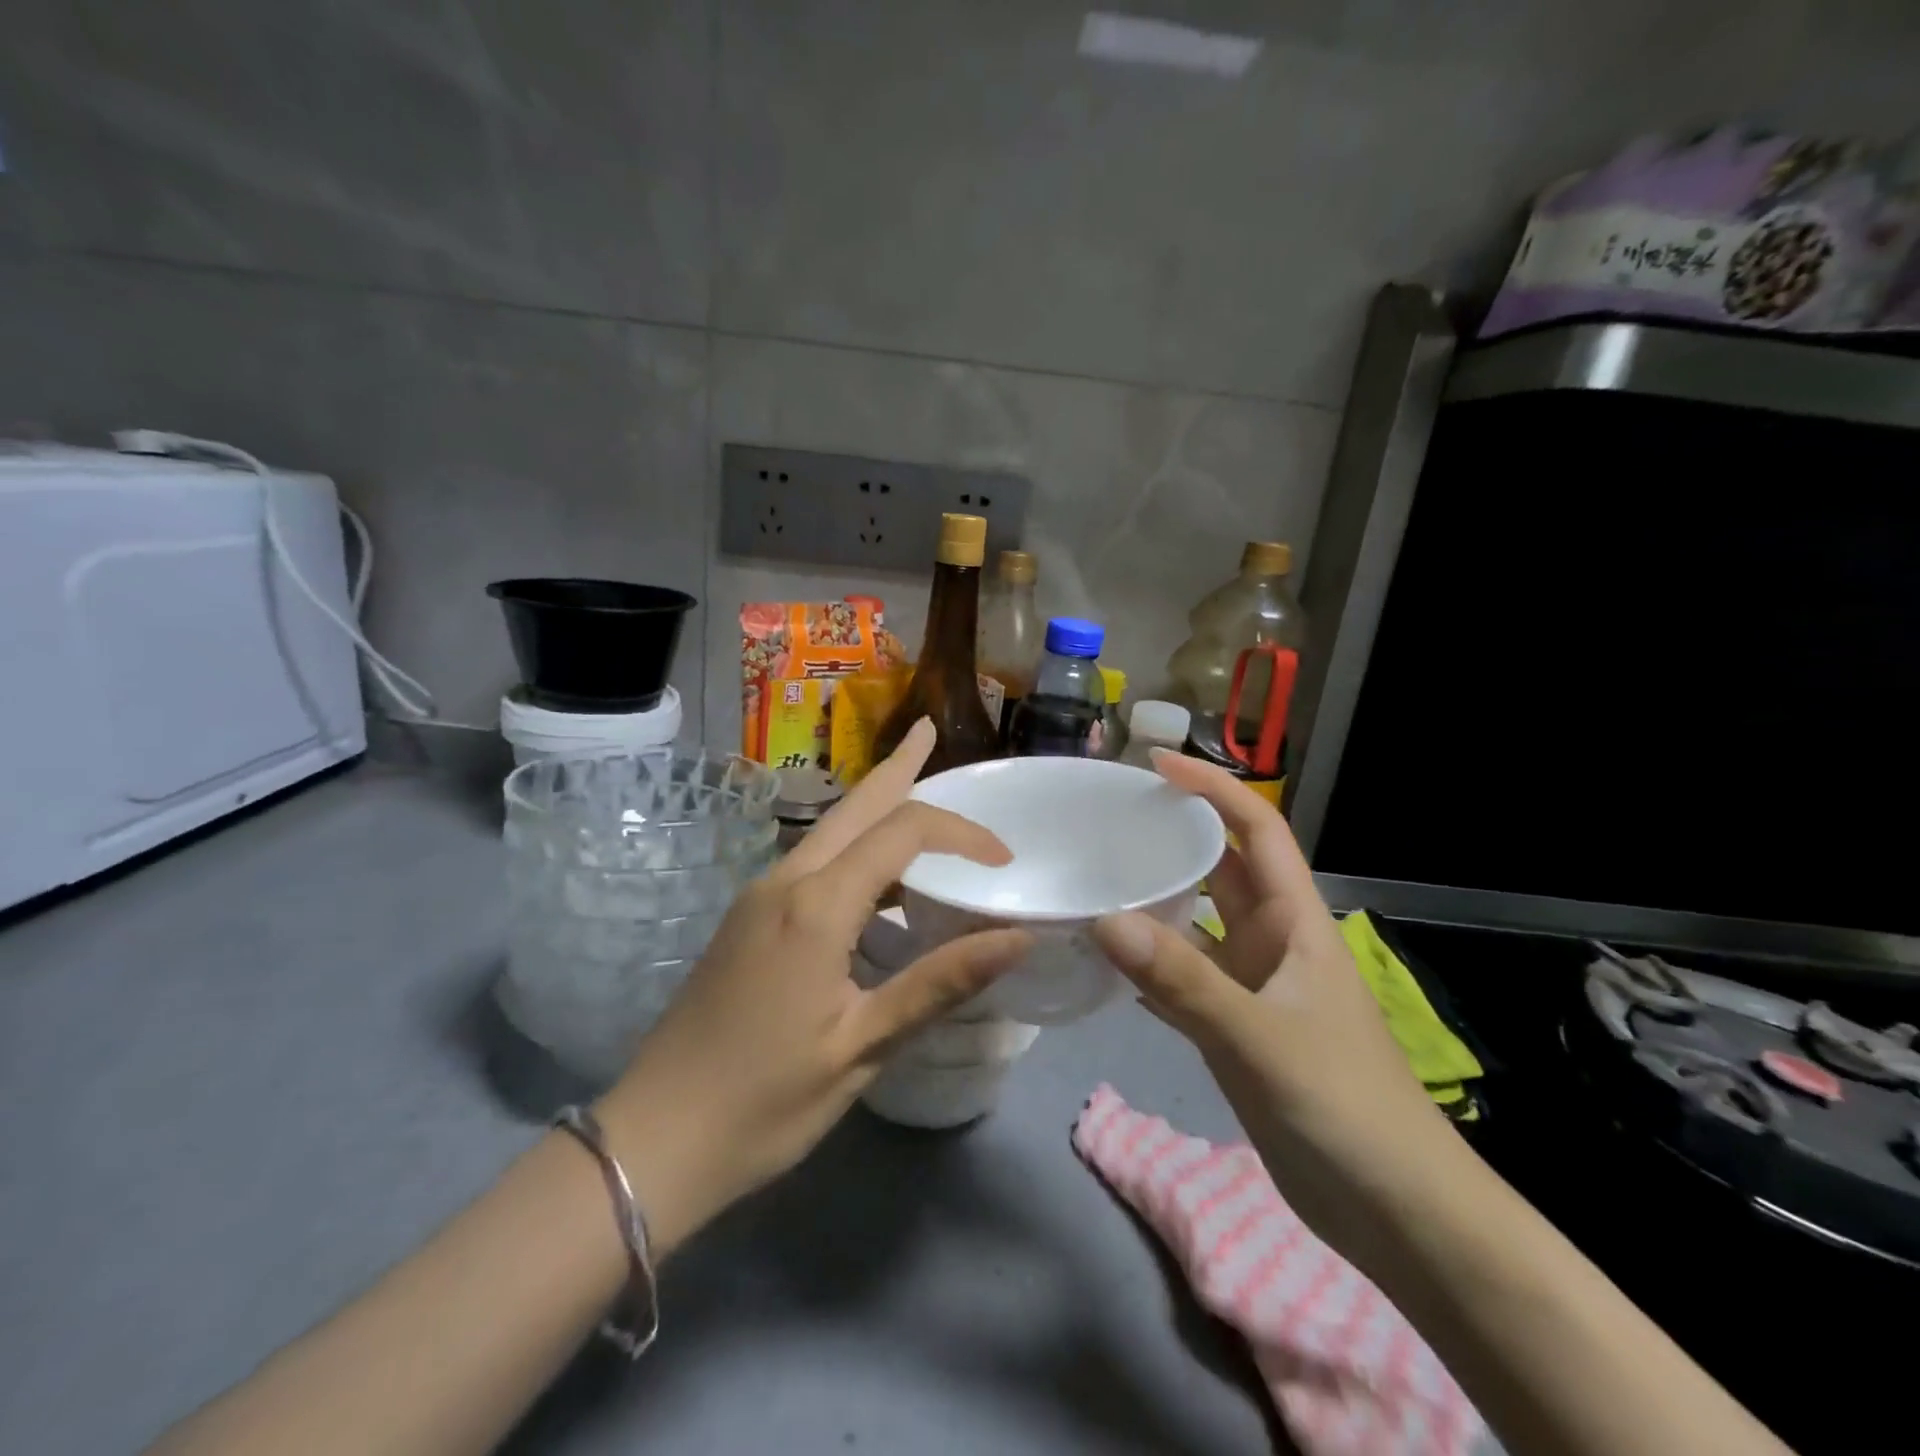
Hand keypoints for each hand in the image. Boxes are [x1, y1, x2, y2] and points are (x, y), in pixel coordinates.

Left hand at [596, 721, 1030, 1252]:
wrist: (653, 1140)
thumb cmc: (765, 1100)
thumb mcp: (863, 1046)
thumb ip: (940, 983)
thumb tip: (1018, 939)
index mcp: (816, 905)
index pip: (902, 832)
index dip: (960, 833)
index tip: (1003, 860)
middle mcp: (785, 881)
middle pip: (854, 806)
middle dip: (897, 767)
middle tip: (928, 731)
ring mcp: (759, 897)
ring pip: (829, 831)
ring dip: (875, 806)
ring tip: (915, 788)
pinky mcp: (748, 919)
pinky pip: (813, 863)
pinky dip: (855, 848)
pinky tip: (876, 875)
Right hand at [1091, 752, 1449, 1245]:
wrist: (1397, 1213)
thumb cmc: (1344, 1108)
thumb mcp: (1259, 1038)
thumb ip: (1183, 980)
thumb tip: (1105, 918)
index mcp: (1295, 922)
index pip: (1257, 829)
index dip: (1212, 789)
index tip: (1155, 765)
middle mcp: (1273, 942)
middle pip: (1222, 868)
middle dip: (1174, 835)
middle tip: (1106, 818)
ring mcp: (1255, 986)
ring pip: (1199, 924)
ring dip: (1156, 899)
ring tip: (1094, 876)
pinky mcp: (1238, 1028)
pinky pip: (1186, 977)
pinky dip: (1150, 963)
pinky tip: (1106, 960)